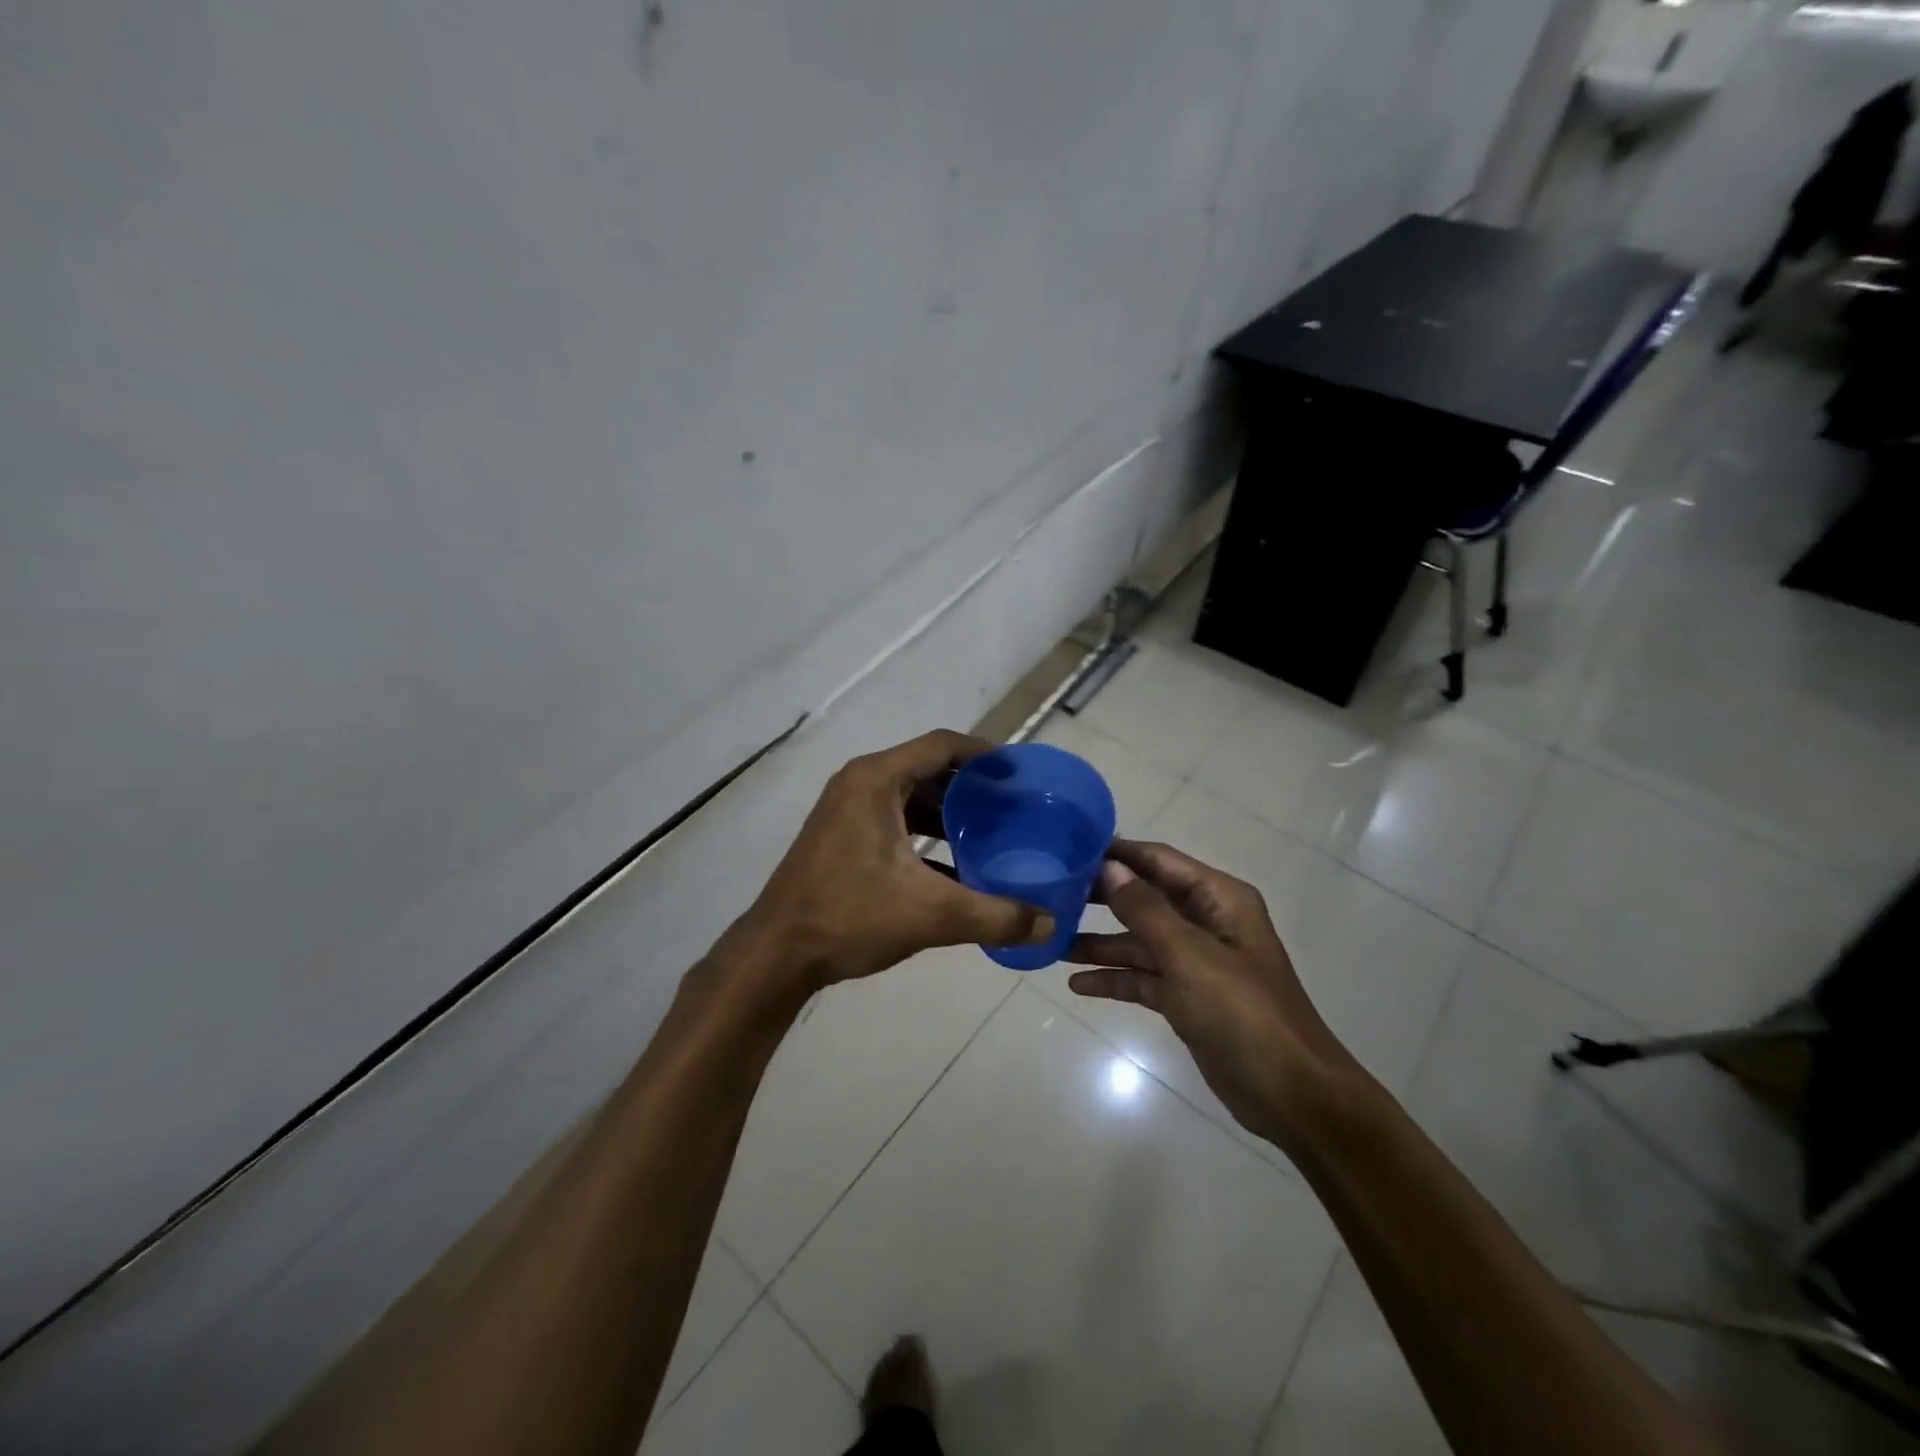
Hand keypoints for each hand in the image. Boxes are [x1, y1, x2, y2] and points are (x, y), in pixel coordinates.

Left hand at [735, 730, 1053, 992]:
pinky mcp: (841, 835)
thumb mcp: (930, 915)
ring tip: (992, 832)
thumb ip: (995, 916)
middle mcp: (860, 783)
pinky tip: (955, 863)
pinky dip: (925, 832)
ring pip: (910, 796)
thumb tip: (1050, 924)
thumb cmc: (849, 917)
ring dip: (949, 811)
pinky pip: (893, 818)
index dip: (984, 753)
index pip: (941, 745)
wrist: (776, 954)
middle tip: (1013, 805)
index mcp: (877, 780)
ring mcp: (846, 809)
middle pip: (927, 768)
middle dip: (971, 785)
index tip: (1019, 772)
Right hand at [1067, 839, 1363, 1148]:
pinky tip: (1078, 983)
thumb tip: (1108, 867)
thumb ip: (1145, 909)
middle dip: (1102, 897)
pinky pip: (1144, 977)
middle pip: (1146, 899)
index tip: (1070, 848)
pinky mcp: (1187, 997)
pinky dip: (1115, 978)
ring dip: (1101, 942)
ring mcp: (1196, 962)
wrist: (1290, 1094)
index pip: (1159, 860)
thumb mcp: (1189, 955)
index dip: (1118, 853)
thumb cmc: (1242, 1012)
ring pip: (1140, 941)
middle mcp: (1207, 922)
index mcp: (1218, 899)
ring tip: (1053, 941)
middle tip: (1052, 892)